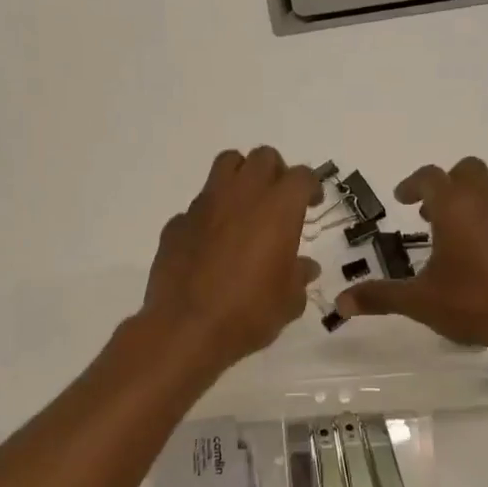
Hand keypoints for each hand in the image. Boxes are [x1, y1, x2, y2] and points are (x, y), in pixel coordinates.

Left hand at [140, 147, 322, 372]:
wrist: (187, 328)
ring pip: (225, 166)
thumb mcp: (289, 301)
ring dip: (240, 177)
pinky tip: (211, 244)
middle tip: (278, 201)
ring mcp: (204, 205)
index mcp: (278, 209)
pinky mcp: (177, 223)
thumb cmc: (249, 313)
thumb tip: (304, 267)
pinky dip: (209, 216)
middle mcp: (241, 195)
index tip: (311, 203)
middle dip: (275, 172)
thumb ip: (299, 276)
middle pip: (262, 157)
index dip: (310, 186)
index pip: (301, 176)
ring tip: (244, 208)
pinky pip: (197, 206)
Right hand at [335, 158, 487, 359]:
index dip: (412, 185)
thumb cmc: (475, 304)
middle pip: (466, 171)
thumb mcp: (420, 302)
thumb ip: (381, 296)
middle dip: (446, 184)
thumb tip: (340, 303)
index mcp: (455, 207)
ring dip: (471, 200)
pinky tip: (486, 252)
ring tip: (456, 234)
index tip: (402, 199)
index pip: (429, 177)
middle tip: (429, 212)